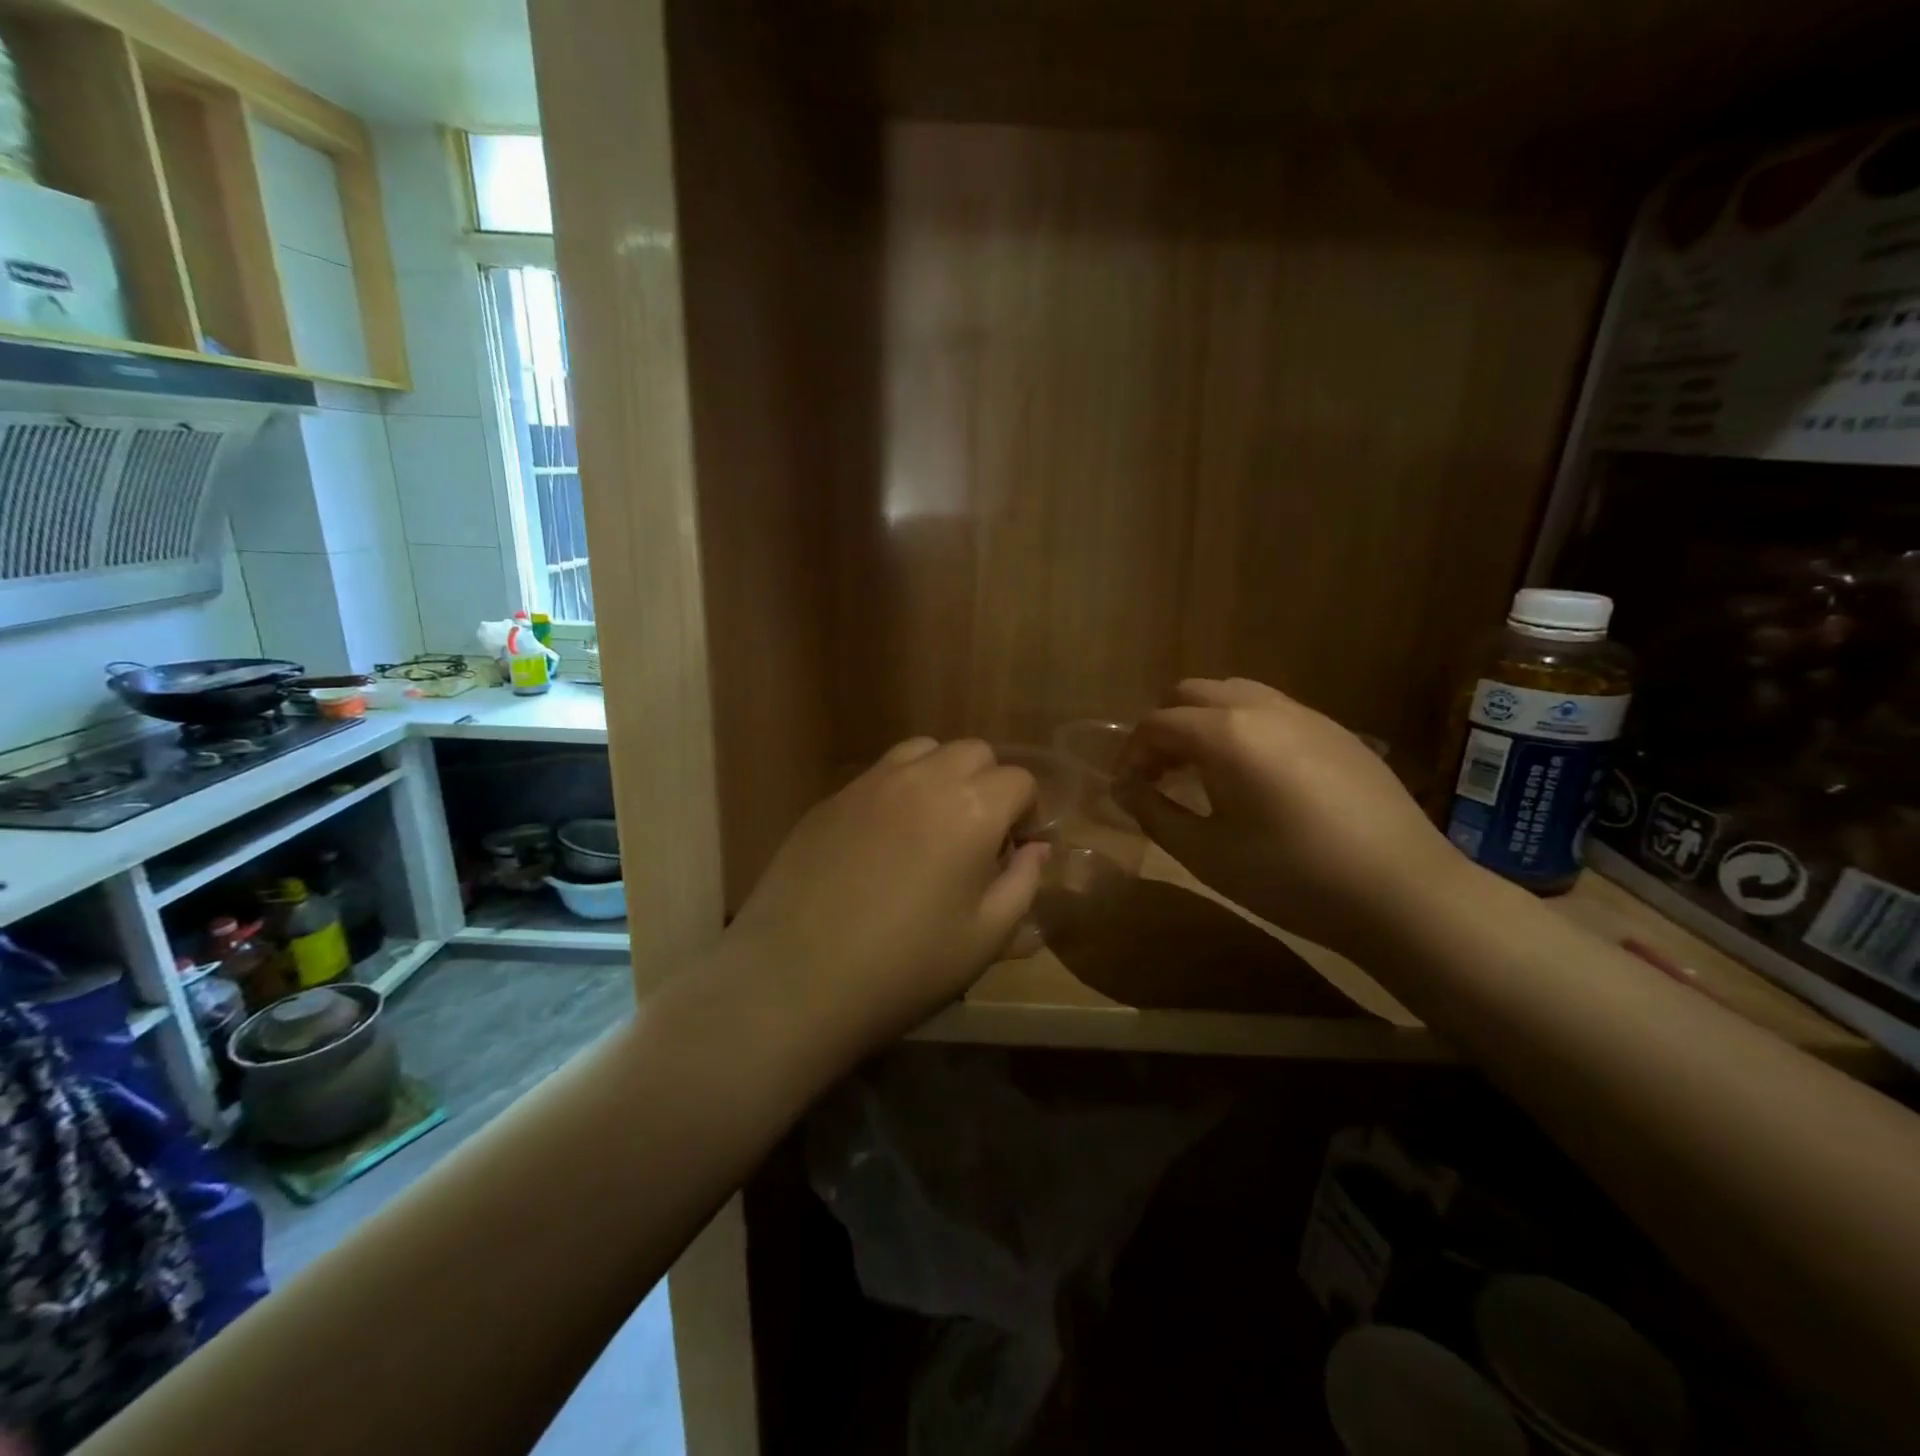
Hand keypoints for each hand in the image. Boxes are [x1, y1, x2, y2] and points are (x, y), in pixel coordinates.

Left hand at [721, 738, 1047, 1056]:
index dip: (1028, 813)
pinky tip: (883, 842)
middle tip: (978, 837)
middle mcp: (924, 778)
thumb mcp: (985, 938)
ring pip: (923, 750)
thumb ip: (1022, 884)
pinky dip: (898, 791)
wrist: (796, 978)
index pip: (1019, 780)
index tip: (1016, 851)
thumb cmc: (906, 966)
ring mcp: (871, 783)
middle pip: (974, 752)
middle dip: (989, 784)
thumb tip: (1035, 851)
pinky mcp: (831, 798)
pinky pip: (879, 775)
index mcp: (972, 808)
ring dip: (942, 776)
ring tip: (933, 826)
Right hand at [1114, 678, 1462, 958]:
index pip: (1157, 724)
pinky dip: (1243, 727)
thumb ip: (1154, 811)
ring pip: (1235, 694)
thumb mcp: (1205, 852)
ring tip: (1203, 770)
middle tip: (1160, 774)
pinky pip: (1273, 710)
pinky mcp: (1336, 731)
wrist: (1400, 891)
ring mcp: (1305, 714)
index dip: (1131, 753)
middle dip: (1165, 728)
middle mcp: (1261, 707)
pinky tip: (1254, 775)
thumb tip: (1125, 787)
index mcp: (1224, 733)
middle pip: (1192, 693)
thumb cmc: (1289, 876)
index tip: (1126, 788)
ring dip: (1204, 722)